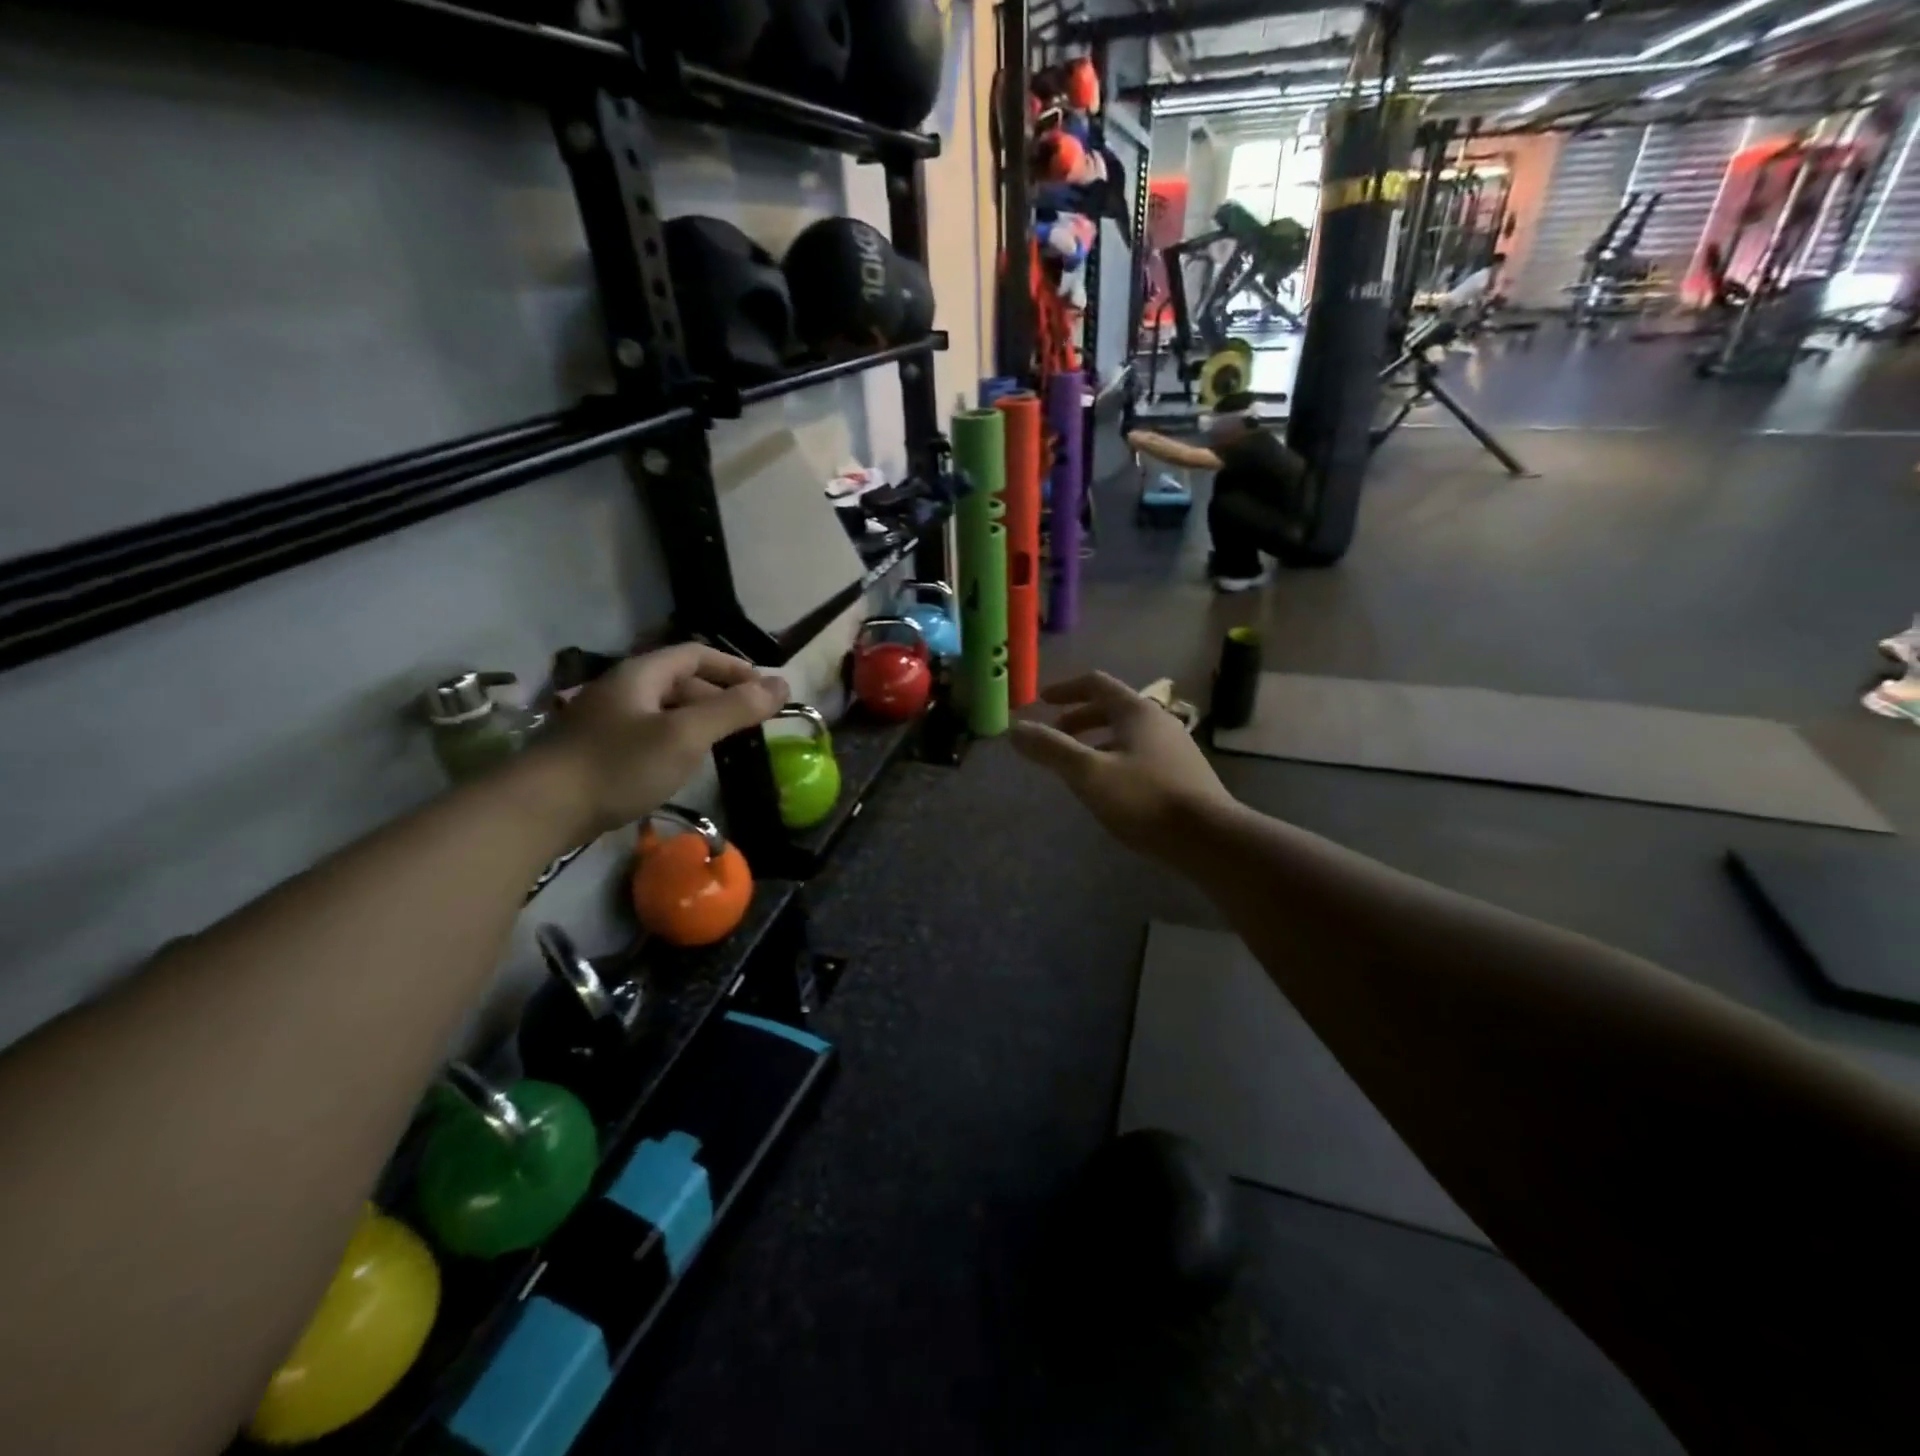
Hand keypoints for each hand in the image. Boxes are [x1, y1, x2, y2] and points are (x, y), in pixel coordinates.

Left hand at [540, 644, 787, 834]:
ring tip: (723, 745)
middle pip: (680, 681)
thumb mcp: (686, 735)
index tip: (765, 690)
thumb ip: (734, 709)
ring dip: (698, 721)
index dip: (734, 667)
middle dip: (719, 696)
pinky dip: (675, 742)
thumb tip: (783, 684)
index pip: (695, 654)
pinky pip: (648, 735)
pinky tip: (682, 766)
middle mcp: (623, 690)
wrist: (540, 810)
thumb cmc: (619, 765)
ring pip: (664, 710)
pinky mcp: (598, 751)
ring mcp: (606, 721)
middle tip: (749, 723)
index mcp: (641, 674)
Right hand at [1010, 672, 1233, 856]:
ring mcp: (1174, 746)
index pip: (1095, 684)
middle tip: (1054, 737)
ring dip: (1096, 740)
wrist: (1209, 838)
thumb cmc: (1144, 799)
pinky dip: (1114, 757)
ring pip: (1126, 732)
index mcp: (1135, 711)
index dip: (1064, 689)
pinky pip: (1140, 753)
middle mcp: (1158, 720)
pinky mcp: (1183, 773)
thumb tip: (1014, 729)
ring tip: (1075, 764)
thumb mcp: (1088, 773)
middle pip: (1111, 707)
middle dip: (1078, 718)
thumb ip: (1050, 749)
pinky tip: (1108, 787)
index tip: (1041, 702)